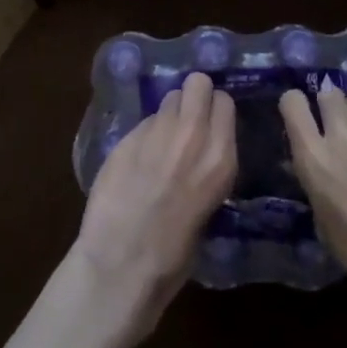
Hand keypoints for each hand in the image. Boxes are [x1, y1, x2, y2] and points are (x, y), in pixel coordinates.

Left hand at [73, 71, 237, 345]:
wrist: (122, 264)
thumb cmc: (174, 254)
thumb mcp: (210, 206)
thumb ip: (207, 167)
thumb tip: (201, 151)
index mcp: (220, 157)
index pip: (224, 102)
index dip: (215, 110)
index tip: (210, 123)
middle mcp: (192, 135)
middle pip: (197, 83)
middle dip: (194, 96)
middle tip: (187, 119)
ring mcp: (156, 132)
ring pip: (169, 98)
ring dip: (169, 113)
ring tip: (162, 139)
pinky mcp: (126, 137)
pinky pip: (143, 122)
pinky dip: (144, 134)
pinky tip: (137, 158)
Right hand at [281, 83, 346, 332]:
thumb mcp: (324, 223)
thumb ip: (317, 183)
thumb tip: (318, 168)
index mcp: (314, 157)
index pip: (292, 102)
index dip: (296, 106)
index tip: (303, 119)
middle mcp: (341, 134)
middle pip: (329, 93)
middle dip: (331, 107)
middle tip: (339, 130)